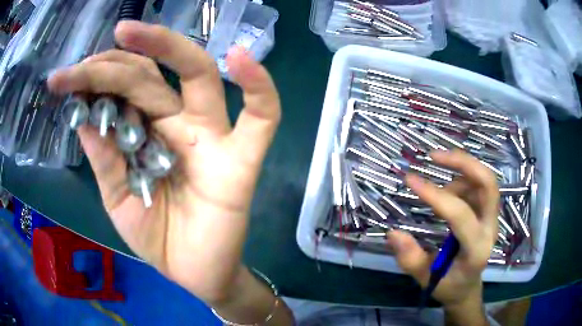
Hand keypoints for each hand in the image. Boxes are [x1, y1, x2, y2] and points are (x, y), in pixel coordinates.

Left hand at [48, 21, 280, 303]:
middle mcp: (178, 125)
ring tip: (128, 32)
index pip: (123, 90)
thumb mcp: (118, 200)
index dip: (95, 78)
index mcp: (147, 135)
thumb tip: (83, 117)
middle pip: (153, 75)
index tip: (66, 78)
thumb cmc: (156, 239)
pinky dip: (260, 89)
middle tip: (84, 56)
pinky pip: (263, 118)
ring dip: (168, 48)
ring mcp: (212, 138)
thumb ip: (104, 161)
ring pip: (199, 76)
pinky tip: (242, 59)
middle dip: (117, 59)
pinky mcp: (243, 161)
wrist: (195, 274)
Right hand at [388, 149, 498, 307]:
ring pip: (484, 180)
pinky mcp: (489, 213)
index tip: (410, 180)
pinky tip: (449, 191)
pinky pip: (479, 185)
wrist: (468, 288)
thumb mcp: (426, 280)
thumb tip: (393, 233)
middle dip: (462, 163)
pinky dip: (463, 178)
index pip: (460, 214)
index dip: (435, 194)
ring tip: (438, 187)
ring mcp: (492, 218)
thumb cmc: (449, 286)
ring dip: (460, 172)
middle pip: (488, 184)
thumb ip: (411, 260)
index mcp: (476, 250)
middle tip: (434, 156)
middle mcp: (490, 228)